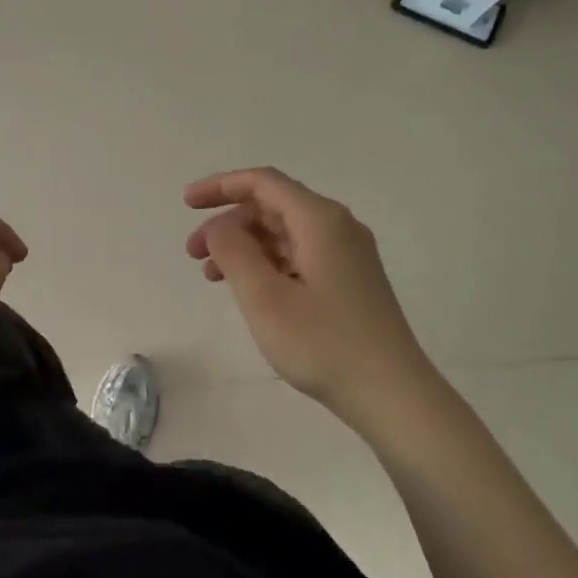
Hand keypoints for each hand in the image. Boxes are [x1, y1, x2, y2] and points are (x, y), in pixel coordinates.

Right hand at [185, 168, 431, 420]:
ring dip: (244, 246)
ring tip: (212, 276)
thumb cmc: (322, 343)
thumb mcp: (264, 297)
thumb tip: (220, 226)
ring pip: (284, 234)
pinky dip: (266, 264)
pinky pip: (299, 255)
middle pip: (273, 206)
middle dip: (228, 223)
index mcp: (320, 220)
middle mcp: (338, 227)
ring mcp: (347, 255)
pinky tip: (248, 290)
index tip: (186, 203)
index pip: (263, 183)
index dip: (220, 186)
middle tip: (193, 253)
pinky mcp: (349, 282)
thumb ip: (234, 251)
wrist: (391, 394)